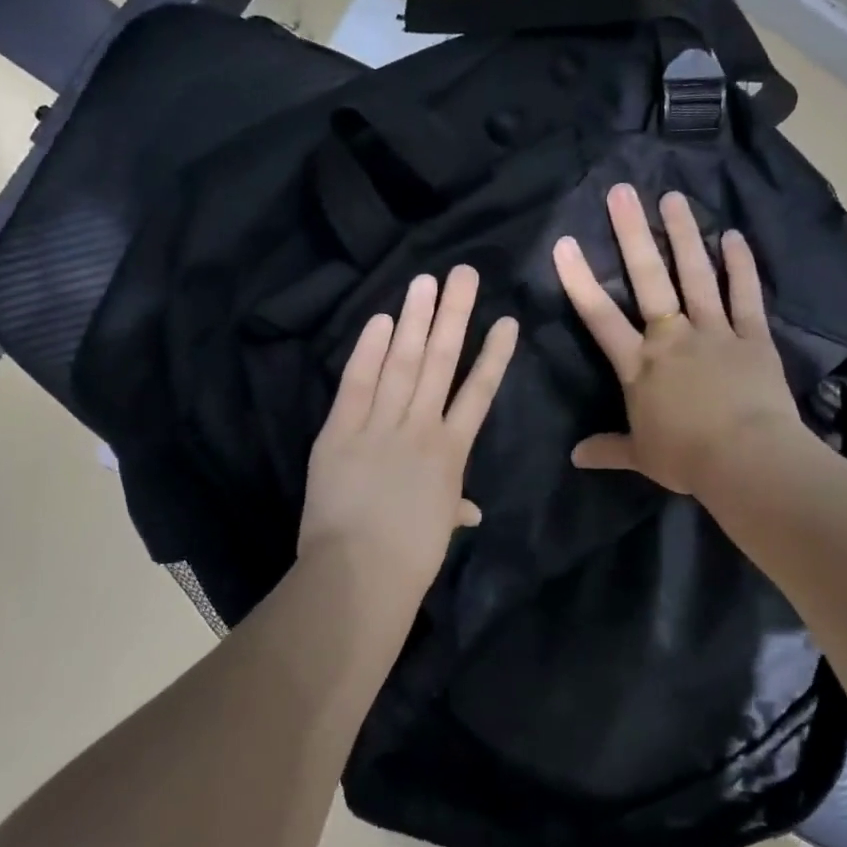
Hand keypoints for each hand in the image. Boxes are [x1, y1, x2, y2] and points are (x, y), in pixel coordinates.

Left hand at [298, 267, 518, 611]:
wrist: (360, 573)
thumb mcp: (439, 527)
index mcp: (450, 453)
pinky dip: (370, 351)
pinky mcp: (341, 431)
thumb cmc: (411, 556)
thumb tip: (469, 510)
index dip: (494, 356)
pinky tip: (383, 319)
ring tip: (427, 281)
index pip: (478, 393)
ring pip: (403, 363)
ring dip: (416, 320)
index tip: (506, 321)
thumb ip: (454, 507)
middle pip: (441, 362)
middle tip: (464, 274)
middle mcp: (421, 428)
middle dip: (455, 316)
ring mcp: (380, 426)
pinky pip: (358, 383)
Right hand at [553, 185, 805, 495]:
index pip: (600, 317)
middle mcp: (672, 338)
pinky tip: (734, 236)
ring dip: (684, 235)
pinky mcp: (752, 336)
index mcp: (640, 365)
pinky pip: (745, 295)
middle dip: (632, 234)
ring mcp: (714, 332)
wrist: (746, 459)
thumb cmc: (687, 458)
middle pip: (648, 280)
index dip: (580, 280)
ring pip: (696, 276)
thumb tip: (574, 457)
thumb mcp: (640, 456)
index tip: (564, 243)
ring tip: (673, 198)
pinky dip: (740, 266)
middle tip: (622, 192)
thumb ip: (607, 449)